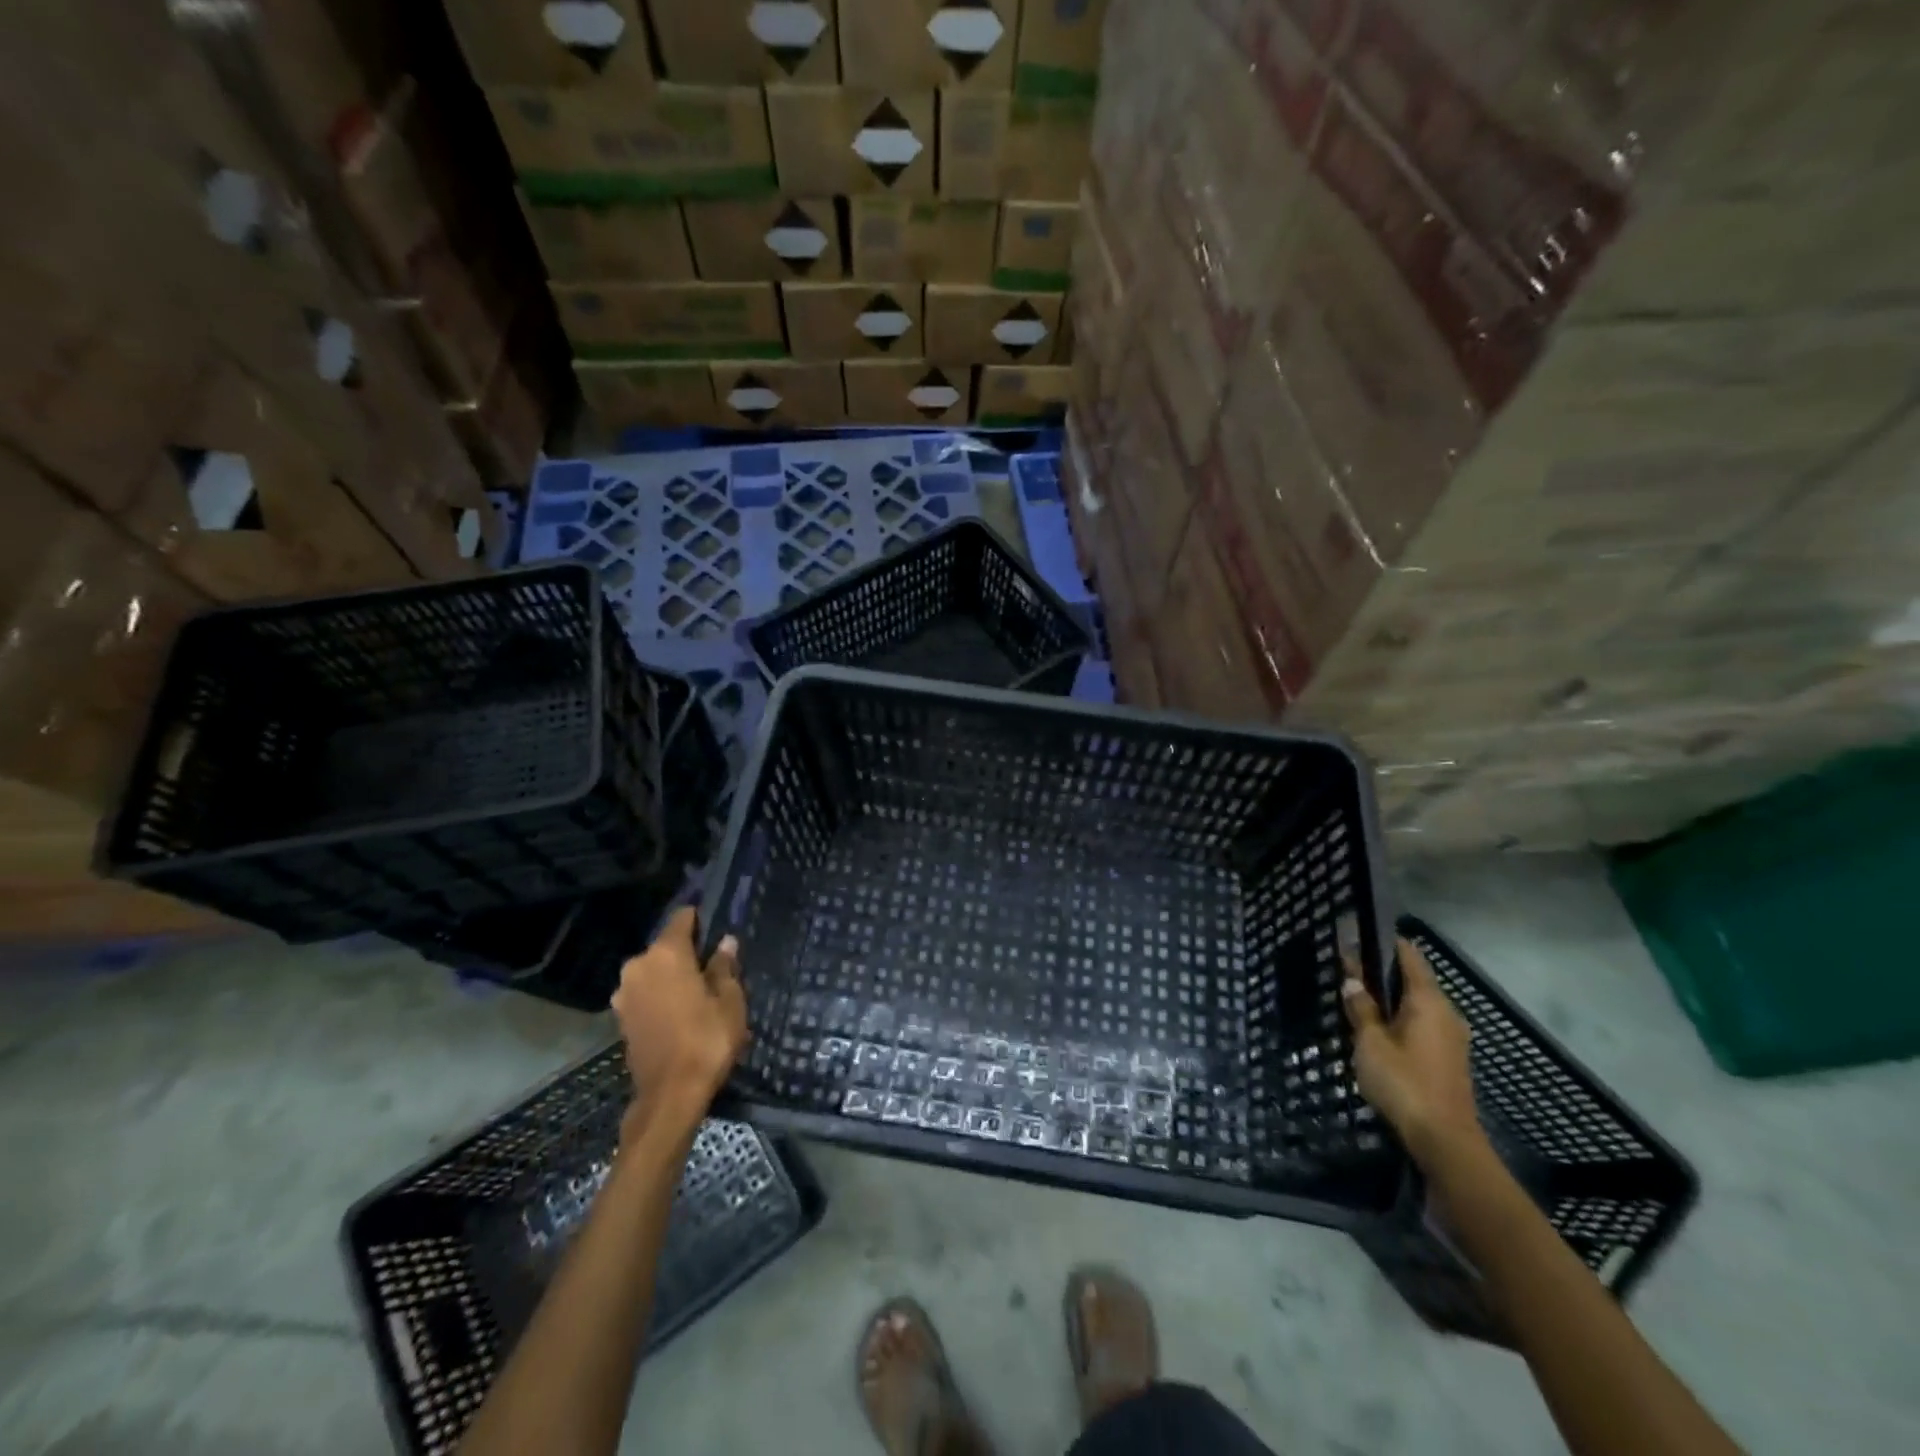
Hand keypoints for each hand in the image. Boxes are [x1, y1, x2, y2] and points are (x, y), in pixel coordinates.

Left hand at [610, 907, 747, 1133]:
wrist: (669, 1095)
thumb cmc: (706, 1040)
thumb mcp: (729, 1001)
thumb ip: (724, 967)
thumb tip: (725, 942)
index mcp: (666, 953)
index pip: (682, 918)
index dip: (700, 918)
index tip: (716, 925)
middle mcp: (639, 965)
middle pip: (666, 946)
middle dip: (687, 952)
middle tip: (713, 966)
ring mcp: (625, 993)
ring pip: (654, 971)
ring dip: (672, 976)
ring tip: (698, 992)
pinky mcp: (620, 1018)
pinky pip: (645, 994)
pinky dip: (661, 996)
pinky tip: (680, 1011)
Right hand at [1342, 937, 1485, 1168]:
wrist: (1444, 1140)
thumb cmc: (1404, 1082)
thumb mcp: (1370, 1042)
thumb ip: (1361, 1007)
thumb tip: (1352, 979)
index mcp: (1428, 1000)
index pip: (1409, 955)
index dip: (1383, 942)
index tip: (1356, 935)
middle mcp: (1446, 1012)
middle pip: (1413, 979)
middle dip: (1382, 971)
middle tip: (1347, 968)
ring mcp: (1451, 1037)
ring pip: (1417, 1004)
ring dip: (1390, 998)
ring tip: (1357, 997)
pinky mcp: (1449, 1058)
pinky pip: (1421, 1024)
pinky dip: (1400, 1018)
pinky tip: (1377, 1029)